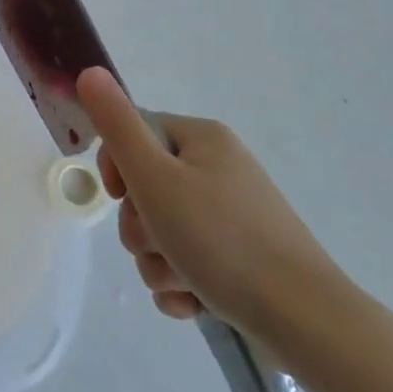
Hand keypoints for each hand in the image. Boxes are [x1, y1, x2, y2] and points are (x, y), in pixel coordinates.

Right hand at [77, 67, 342, 339]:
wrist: (305, 320)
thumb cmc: (221, 239)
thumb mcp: (155, 176)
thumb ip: (116, 125)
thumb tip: (88, 71)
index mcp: (203, 140)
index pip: (135, 134)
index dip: (118, 167)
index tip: (123, 195)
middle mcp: (219, 170)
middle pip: (146, 189)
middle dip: (141, 228)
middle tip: (159, 243)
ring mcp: (233, 218)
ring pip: (163, 233)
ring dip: (159, 262)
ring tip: (185, 280)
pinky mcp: (241, 261)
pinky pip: (188, 264)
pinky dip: (183, 284)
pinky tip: (196, 302)